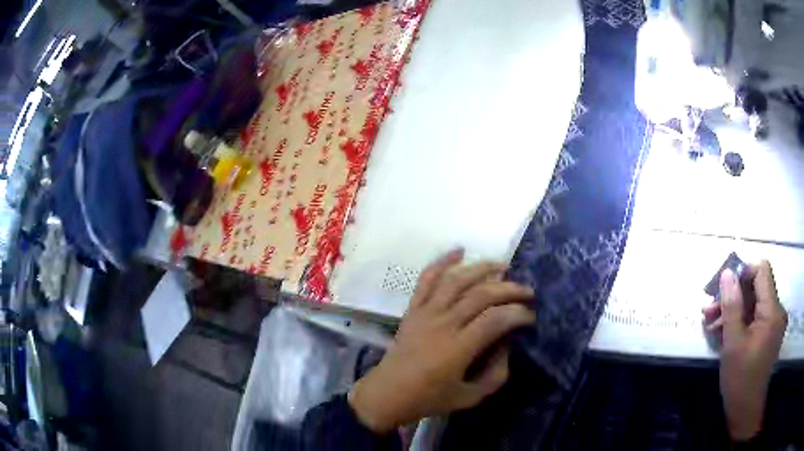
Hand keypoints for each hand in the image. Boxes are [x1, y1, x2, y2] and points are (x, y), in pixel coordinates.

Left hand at [348, 249, 535, 433]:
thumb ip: (495, 375)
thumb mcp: (469, 397)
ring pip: (457, 281)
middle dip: (509, 289)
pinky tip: (459, 251)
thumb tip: (507, 346)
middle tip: (527, 292)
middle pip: (481, 294)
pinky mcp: (413, 309)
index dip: (518, 313)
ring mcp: (425, 313)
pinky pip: (426, 279)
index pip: (496, 319)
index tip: (530, 316)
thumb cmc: (429, 398)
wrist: (387, 393)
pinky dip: (442, 262)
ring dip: (482, 268)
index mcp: (458, 348)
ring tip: (503, 266)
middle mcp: (443, 324)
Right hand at [702, 261, 787, 440]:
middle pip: (755, 288)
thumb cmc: (740, 379)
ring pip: (753, 304)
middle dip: (732, 296)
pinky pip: (754, 317)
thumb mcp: (733, 344)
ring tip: (710, 324)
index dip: (742, 272)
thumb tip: (727, 273)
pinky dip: (739, 321)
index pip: (761, 271)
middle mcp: (776, 310)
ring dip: (732, 310)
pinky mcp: (768, 333)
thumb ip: (732, 306)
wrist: (745, 410)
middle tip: (709, 311)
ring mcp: (773, 322)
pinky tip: (722, 332)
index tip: (723, 288)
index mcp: (772, 310)